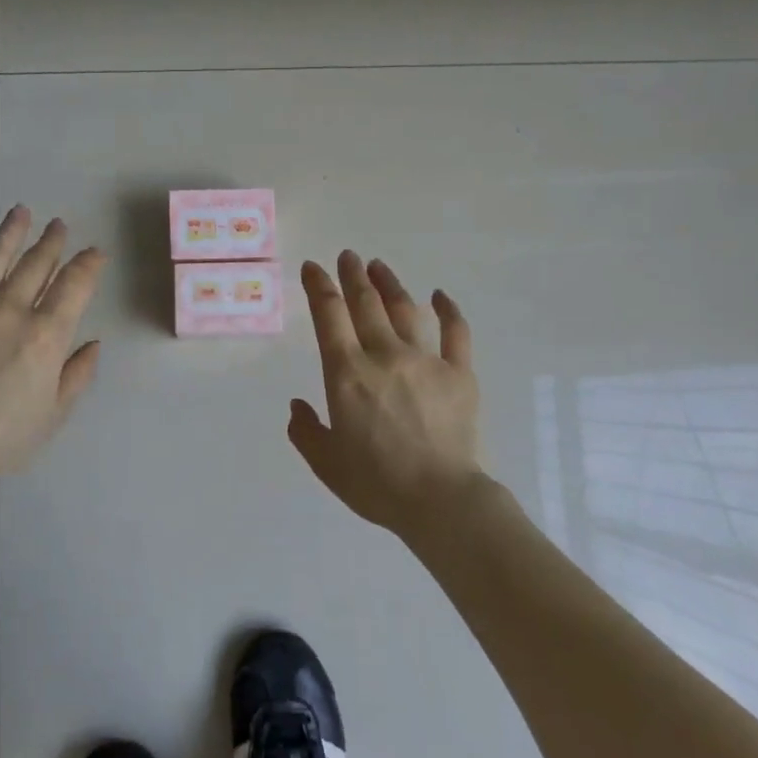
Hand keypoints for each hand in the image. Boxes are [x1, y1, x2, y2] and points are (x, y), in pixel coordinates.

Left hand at [0, 206, 105, 486]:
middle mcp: (9, 311)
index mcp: (45, 335)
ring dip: (8, 234)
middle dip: (51, 243)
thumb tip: (91, 344)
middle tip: (58, 226)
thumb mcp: (55, 413)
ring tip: (20, 212)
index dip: (88, 265)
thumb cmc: (5, 438)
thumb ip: (77, 374)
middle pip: (35, 266)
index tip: (95, 253)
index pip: (74, 286)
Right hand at [290, 252, 482, 538]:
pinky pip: (456, 332)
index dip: (319, 287)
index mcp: (347, 374)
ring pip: (406, 309)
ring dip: (390, 283)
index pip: (329, 316)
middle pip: (367, 304)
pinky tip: (440, 295)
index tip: (313, 268)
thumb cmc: (376, 483)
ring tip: (379, 266)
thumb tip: (298, 405)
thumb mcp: (325, 463)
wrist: (440, 500)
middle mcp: (385, 356)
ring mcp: (426, 361)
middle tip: (348, 257)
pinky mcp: (460, 373)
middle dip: (353, 275)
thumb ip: (305, 431)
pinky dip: (448, 310)